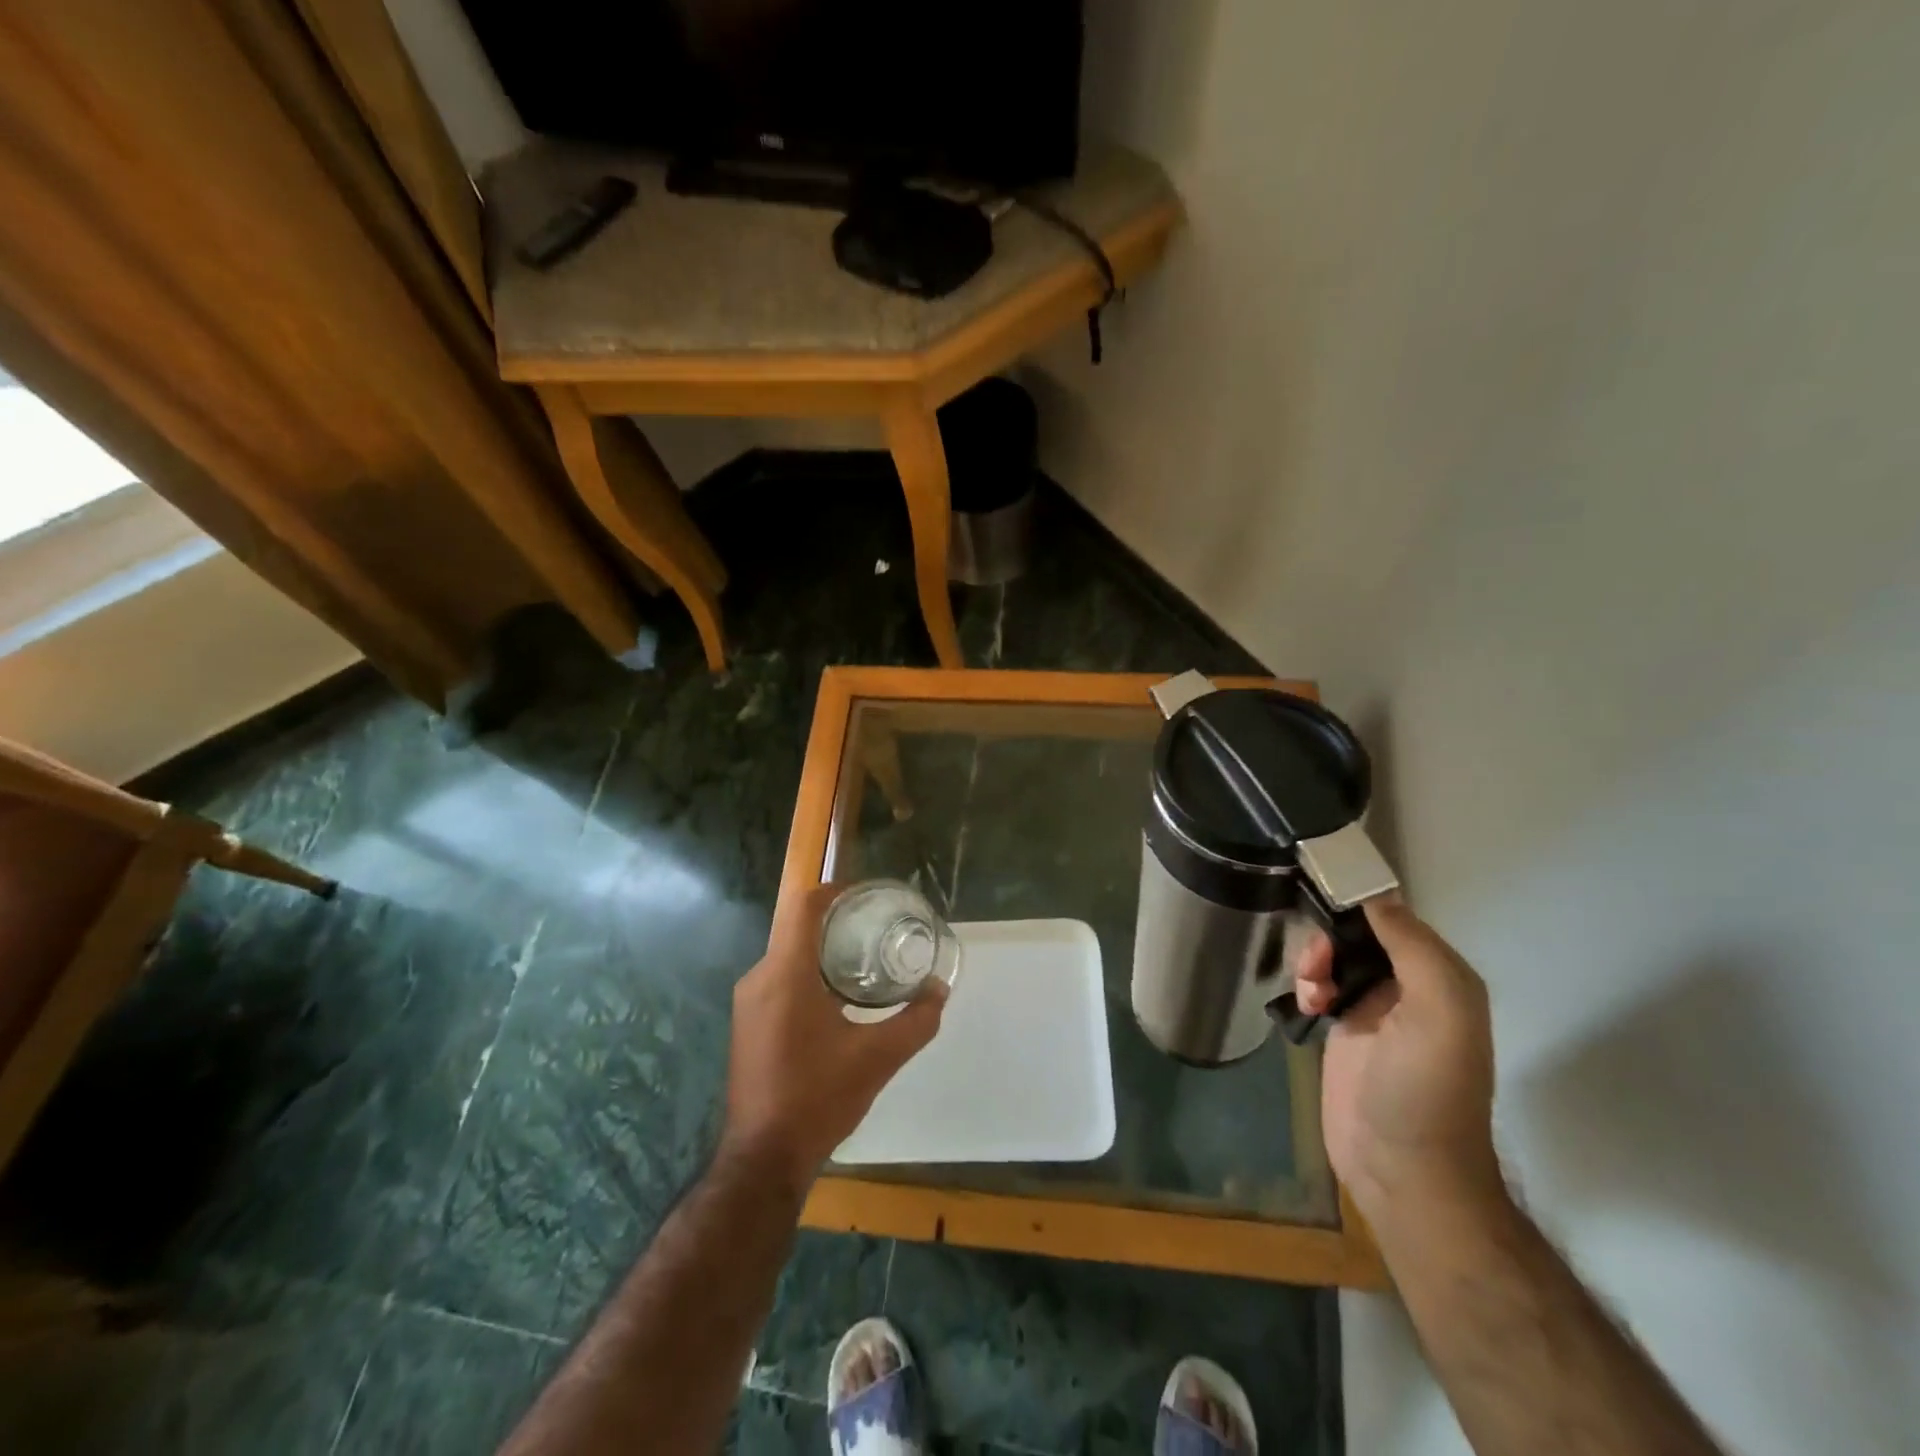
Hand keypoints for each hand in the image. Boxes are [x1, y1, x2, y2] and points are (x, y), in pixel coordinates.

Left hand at [723, 883, 946, 1189]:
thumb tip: (939, 989)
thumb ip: (916, 1020)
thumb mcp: (878, 1058)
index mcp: (786, 974)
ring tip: (864, 961)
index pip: (804, 907)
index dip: (835, 890)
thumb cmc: (818, 1097)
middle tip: (877, 929)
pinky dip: (808, 975)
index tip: (867, 895)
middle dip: (837, 923)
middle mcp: (760, 978)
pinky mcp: (747, 1024)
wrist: (763, 1158)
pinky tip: (838, 999)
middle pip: (797, 929)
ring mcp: (748, 1002)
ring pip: (788, 956)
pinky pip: (779, 980)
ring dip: (823, 952)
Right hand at [1294, 897, 1502, 1229]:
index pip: (1397, 918)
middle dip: (1331, 938)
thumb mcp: (1438, 1012)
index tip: (1324, 905)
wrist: (1401, 1170)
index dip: (1360, 907)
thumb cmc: (1424, 1089)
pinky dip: (1309, 985)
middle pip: (1360, 934)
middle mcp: (1411, 987)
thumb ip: (1414, 948)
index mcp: (1442, 978)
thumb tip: (1376, 897)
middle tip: (1317, 963)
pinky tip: (1308, 1005)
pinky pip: (1321, 985)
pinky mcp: (1345, 1030)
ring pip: (1335, 956)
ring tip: (1312, 990)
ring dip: (1315, 961)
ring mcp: (1376, 1010)